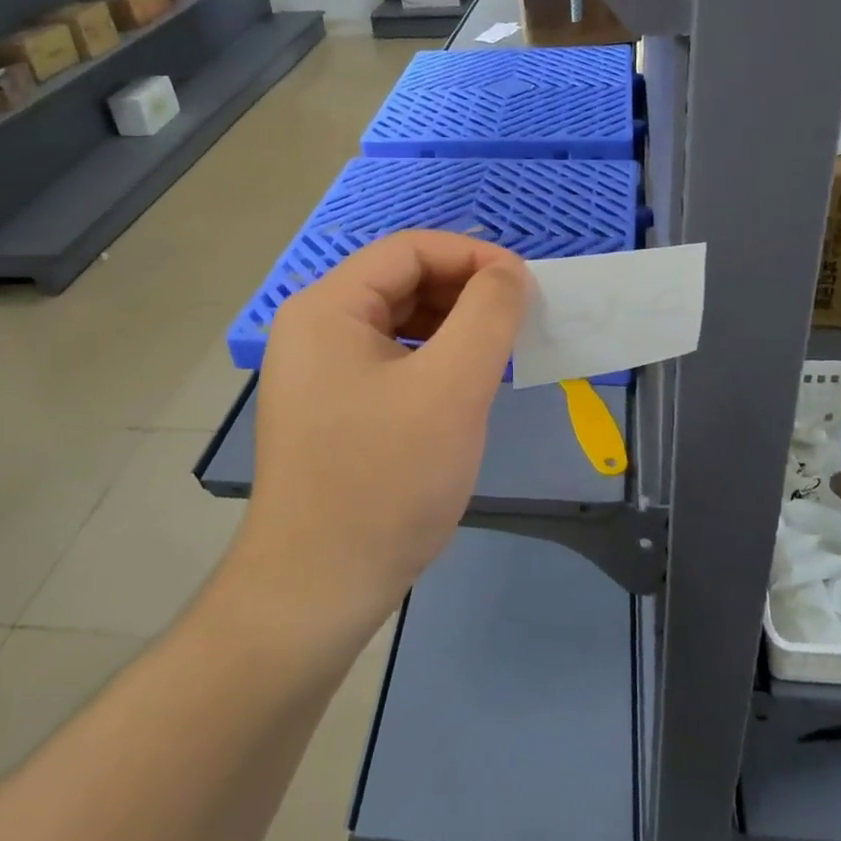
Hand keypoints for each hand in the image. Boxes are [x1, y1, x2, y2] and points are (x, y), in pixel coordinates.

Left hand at [240, 231, 529, 631]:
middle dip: (465, 293)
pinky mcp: (332, 407)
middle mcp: (314, 328)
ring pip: (399, 323)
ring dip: (454, 327)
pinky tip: (465, 385)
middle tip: (520, 321)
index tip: (526, 286)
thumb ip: (488, 313)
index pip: (410, 249)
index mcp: (327, 307)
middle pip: (402, 282)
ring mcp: (319, 371)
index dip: (474, 256)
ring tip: (500, 352)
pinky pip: (391, 361)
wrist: (318, 590)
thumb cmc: (387, 480)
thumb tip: (508, 272)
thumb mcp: (452, 387)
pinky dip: (434, 361)